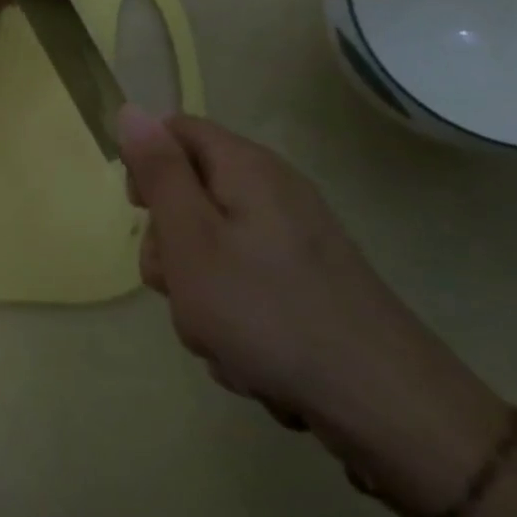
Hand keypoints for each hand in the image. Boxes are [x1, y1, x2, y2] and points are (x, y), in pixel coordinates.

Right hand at [122, 108, 511, 515]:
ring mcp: (295, 240)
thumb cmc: (266, 312)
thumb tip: (131, 109)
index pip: (175, 131)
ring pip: (212, 247)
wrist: (385, 407)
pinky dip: (233, 317)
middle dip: (170, 244)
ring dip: (198, 290)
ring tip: (218, 333)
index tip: (141, 213)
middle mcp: (273, 192)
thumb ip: (158, 172)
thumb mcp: (190, 237)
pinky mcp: (307, 283)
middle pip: (191, 193)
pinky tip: (249, 355)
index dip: (147, 164)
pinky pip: (244, 284)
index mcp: (245, 167)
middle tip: (180, 284)